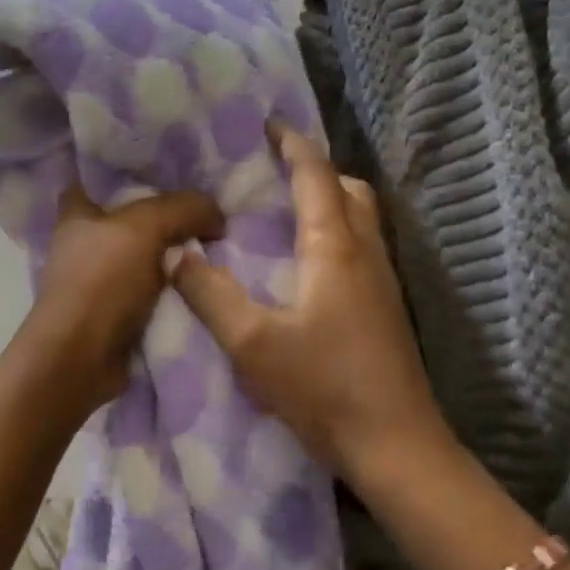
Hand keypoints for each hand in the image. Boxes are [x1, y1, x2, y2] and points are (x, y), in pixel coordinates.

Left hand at [23, 183, 224, 406]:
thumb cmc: (101, 282)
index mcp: (77, 212)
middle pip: (134, 216)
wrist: (81, 360)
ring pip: (148, 254)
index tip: (173, 167)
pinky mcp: (116, 311)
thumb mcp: (144, 228)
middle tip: (209, 204)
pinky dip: (176, 287)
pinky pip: (155, 289)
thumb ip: (184, 208)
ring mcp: (100, 279)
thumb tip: (217, 216)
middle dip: (169, 213)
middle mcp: (85, 241)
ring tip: (218, 241)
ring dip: (177, 253)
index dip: (135, 169)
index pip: (103, 176)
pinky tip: (207, 278)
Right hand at [171, 125, 447, 475]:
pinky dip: (337, 232)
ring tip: (288, 211)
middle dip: (316, 170)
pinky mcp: (387, 309)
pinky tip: (309, 265)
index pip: (316, 176)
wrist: (396, 445)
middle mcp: (366, 254)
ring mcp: (383, 282)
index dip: (292, 145)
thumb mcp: (251, 343)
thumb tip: (174, 252)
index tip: (269, 124)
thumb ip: (209, 294)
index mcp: (334, 249)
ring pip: (362, 219)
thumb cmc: (323, 388)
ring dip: (330, 201)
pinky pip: (363, 248)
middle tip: (277, 172)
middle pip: (350, 190)